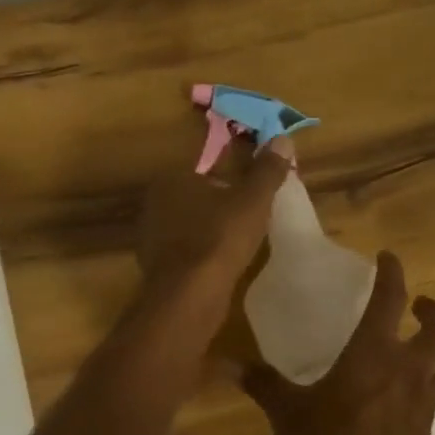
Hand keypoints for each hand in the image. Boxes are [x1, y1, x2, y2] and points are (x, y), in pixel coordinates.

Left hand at [138, 135, 292, 325]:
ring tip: (240, 242)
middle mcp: (155, 203)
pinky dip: (201, 254)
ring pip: (190, 225)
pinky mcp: (156, 266)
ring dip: (211, 230)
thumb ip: (267, 170)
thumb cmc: (220, 237)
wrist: (190, 295)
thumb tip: (282, 138)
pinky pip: (186, 251)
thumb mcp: (253, 200)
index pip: (206, 168)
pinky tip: (221, 264)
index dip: (232, 178)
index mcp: (173, 178)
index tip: (252, 192)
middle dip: (221, 205)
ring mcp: (152, 237)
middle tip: (250, 217)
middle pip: (197, 197)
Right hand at [241, 251, 434, 434]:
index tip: (388, 257)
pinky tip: (401, 392)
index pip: (391, 300)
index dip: (392, 273)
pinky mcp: (426, 429)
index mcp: (375, 354)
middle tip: (417, 304)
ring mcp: (423, 401)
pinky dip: (425, 380)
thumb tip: (224, 362)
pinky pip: (434, 391)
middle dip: (433, 311)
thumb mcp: (289, 415)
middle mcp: (408, 370)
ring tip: (415, 343)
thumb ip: (262, 384)